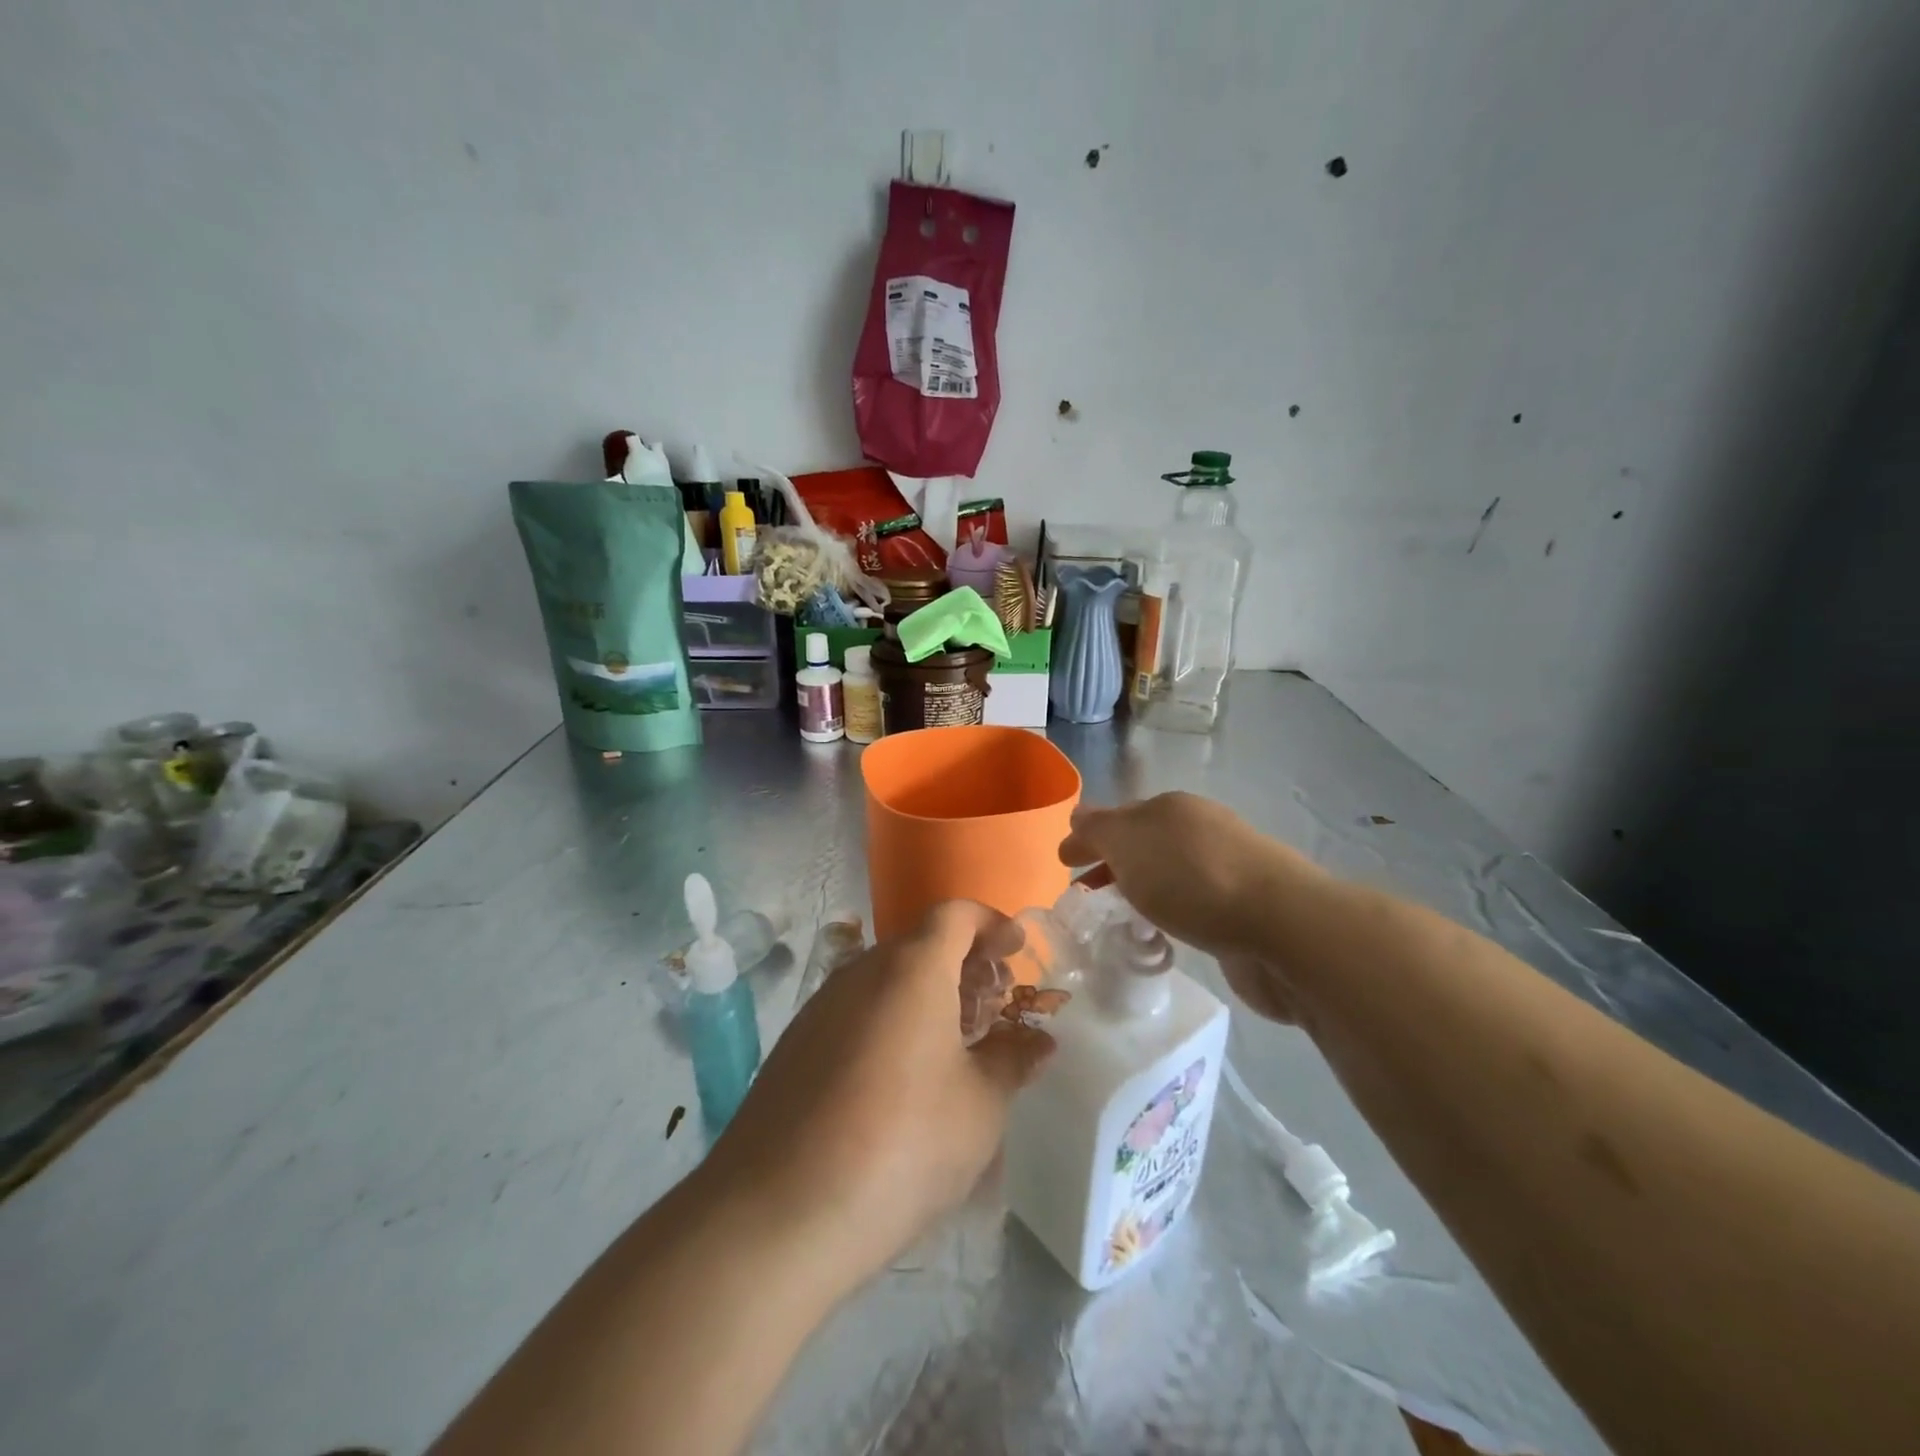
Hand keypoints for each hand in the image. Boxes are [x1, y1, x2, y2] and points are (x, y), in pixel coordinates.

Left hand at [704, 900, 1052, 1300]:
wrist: (778, 1211)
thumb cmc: (902, 1144)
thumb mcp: (979, 1106)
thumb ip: (1012, 1061)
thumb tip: (1038, 1042)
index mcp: (912, 968)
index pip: (955, 914)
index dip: (991, 923)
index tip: (1016, 949)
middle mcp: (862, 970)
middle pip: (920, 944)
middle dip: (964, 964)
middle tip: (995, 1005)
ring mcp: (822, 1006)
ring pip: (887, 978)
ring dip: (927, 994)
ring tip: (957, 1044)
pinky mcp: (796, 1043)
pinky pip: (858, 1010)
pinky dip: (892, 1020)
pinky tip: (904, 1076)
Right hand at [1059, 792, 1322, 1023]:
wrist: (1281, 926)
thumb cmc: (1193, 878)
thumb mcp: (1130, 843)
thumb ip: (1098, 829)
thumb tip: (1078, 815)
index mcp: (1171, 808)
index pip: (1116, 817)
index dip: (1087, 836)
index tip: (1063, 862)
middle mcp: (1200, 829)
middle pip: (1142, 842)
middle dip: (1111, 861)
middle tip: (1083, 891)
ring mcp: (1226, 868)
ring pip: (1167, 872)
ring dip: (1139, 886)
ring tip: (1117, 914)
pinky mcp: (1243, 908)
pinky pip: (1189, 902)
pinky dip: (1167, 909)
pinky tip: (1162, 931)